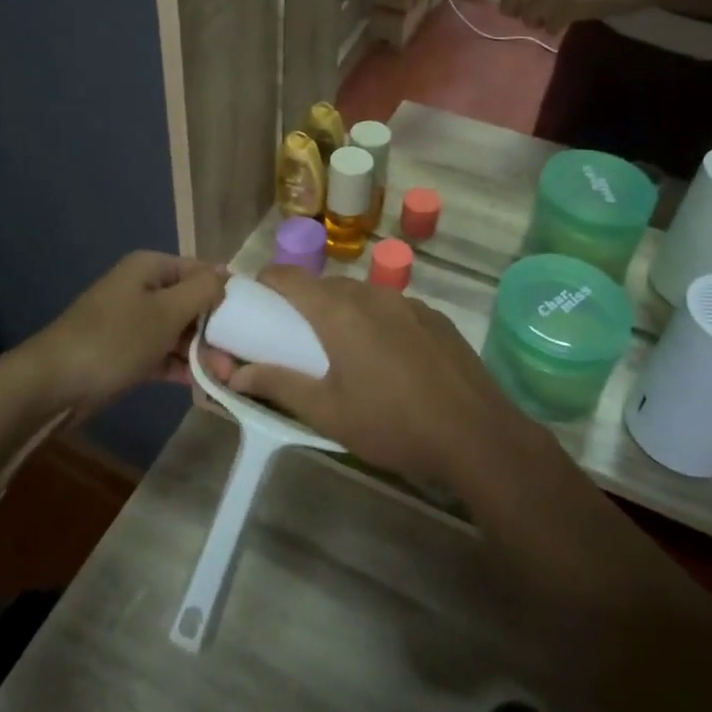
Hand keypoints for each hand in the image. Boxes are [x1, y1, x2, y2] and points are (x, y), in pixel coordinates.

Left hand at [21, 252, 224, 412]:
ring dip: (201, 351)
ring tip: (226, 376)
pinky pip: (161, 353)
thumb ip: (202, 291)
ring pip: (177, 331)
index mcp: (150, 268)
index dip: (226, 291)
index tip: (253, 318)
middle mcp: (141, 288)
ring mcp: (131, 322)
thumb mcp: (166, 312)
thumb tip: (226, 277)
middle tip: (238, 358)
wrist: (52, 384)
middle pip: (190, 302)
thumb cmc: (115, 339)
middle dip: (215, 328)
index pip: (200, 270)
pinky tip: (204, 385)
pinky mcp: (124, 353)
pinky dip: (180, 366)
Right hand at [201, 267, 549, 487]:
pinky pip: (391, 307)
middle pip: (324, 286)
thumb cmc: (392, 424)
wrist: (476, 434)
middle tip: (297, 341)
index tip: (256, 305)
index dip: (266, 284)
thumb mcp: (327, 413)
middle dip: (304, 305)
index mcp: (338, 312)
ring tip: (344, 352)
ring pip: (360, 295)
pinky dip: (377, 321)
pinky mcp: (434, 316)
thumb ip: (279, 385)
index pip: (288, 277)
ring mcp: (407, 302)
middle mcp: (371, 295)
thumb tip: (235, 373)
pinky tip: (389, 359)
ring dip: (342, 312)